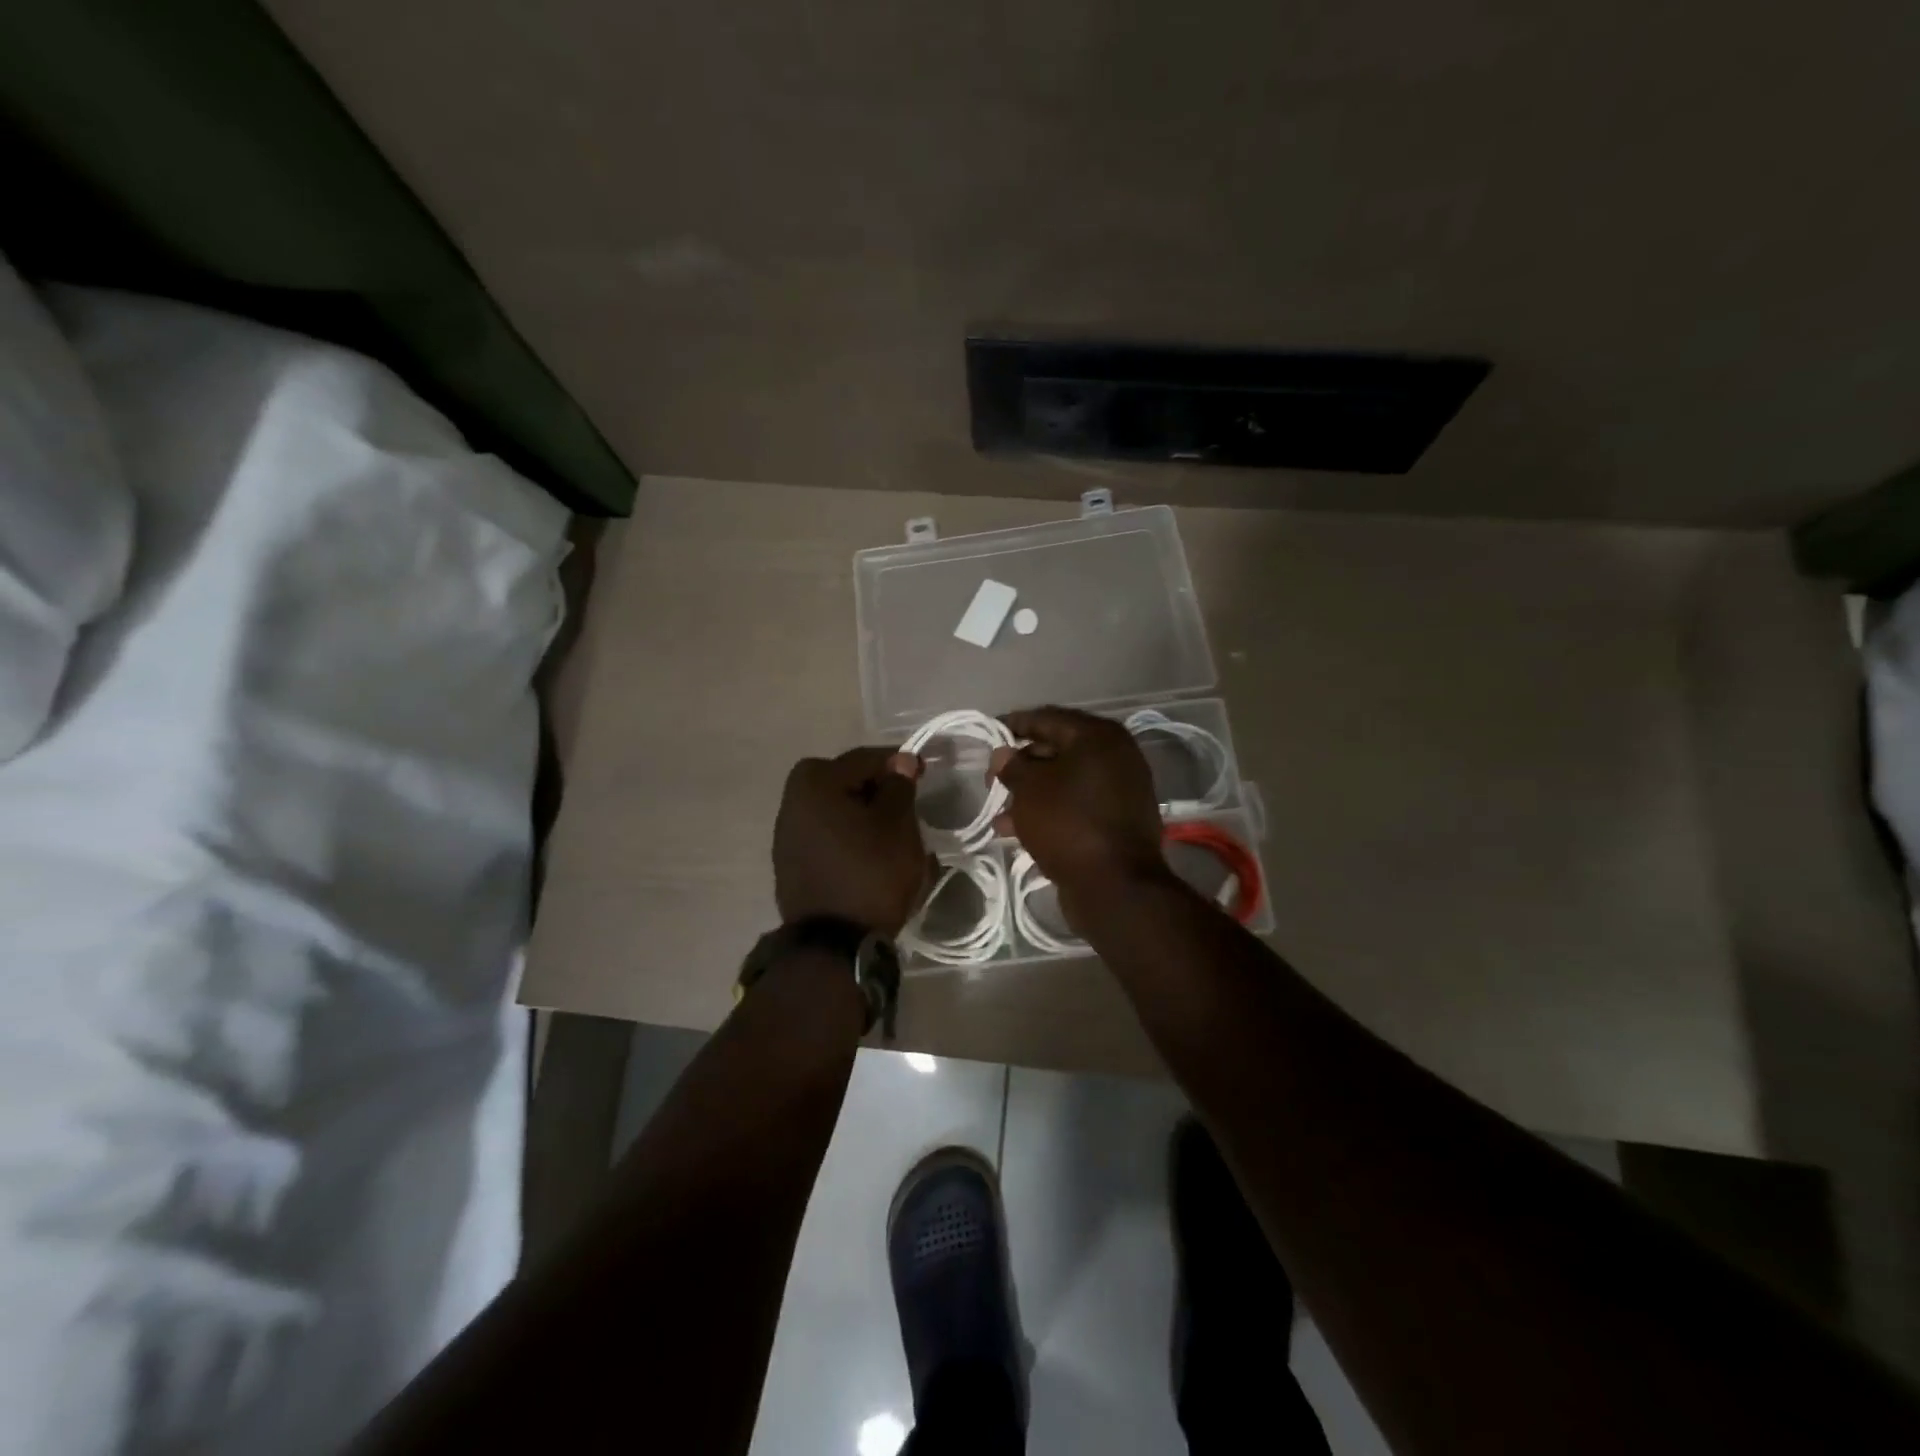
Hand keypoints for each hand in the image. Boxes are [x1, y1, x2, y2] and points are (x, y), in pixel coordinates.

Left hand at [774, 746, 930, 936]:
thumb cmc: (870, 873)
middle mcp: (792, 802)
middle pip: (844, 782)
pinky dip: (849, 837)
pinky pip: (827, 837)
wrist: (832, 945)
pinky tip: (870, 855)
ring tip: (892, 833)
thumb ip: (898, 786)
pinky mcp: (791, 865)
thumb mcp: (897, 825)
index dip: (898, 762)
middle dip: (876, 789)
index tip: (923, 773)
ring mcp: (787, 836)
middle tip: (905, 804)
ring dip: (862, 815)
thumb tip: (899, 761)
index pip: (864, 759)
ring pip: (835, 811)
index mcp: (814, 783)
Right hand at [989, 706, 1169, 921]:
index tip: (988, 733)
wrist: (1116, 886)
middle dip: (1021, 765)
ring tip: (999, 814)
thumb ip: (1012, 766)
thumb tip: (1003, 754)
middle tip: (991, 780)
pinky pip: (1077, 805)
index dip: (1014, 725)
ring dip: (1031, 794)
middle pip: (1058, 750)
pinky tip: (1018, 831)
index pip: (1047, 718)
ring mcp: (1121, 789)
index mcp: (1098, 737)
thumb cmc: (1068, 823)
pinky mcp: (1119, 820)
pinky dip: (1050, 811)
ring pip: (1065, 782)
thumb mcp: (1030, 789)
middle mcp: (1116, 756)